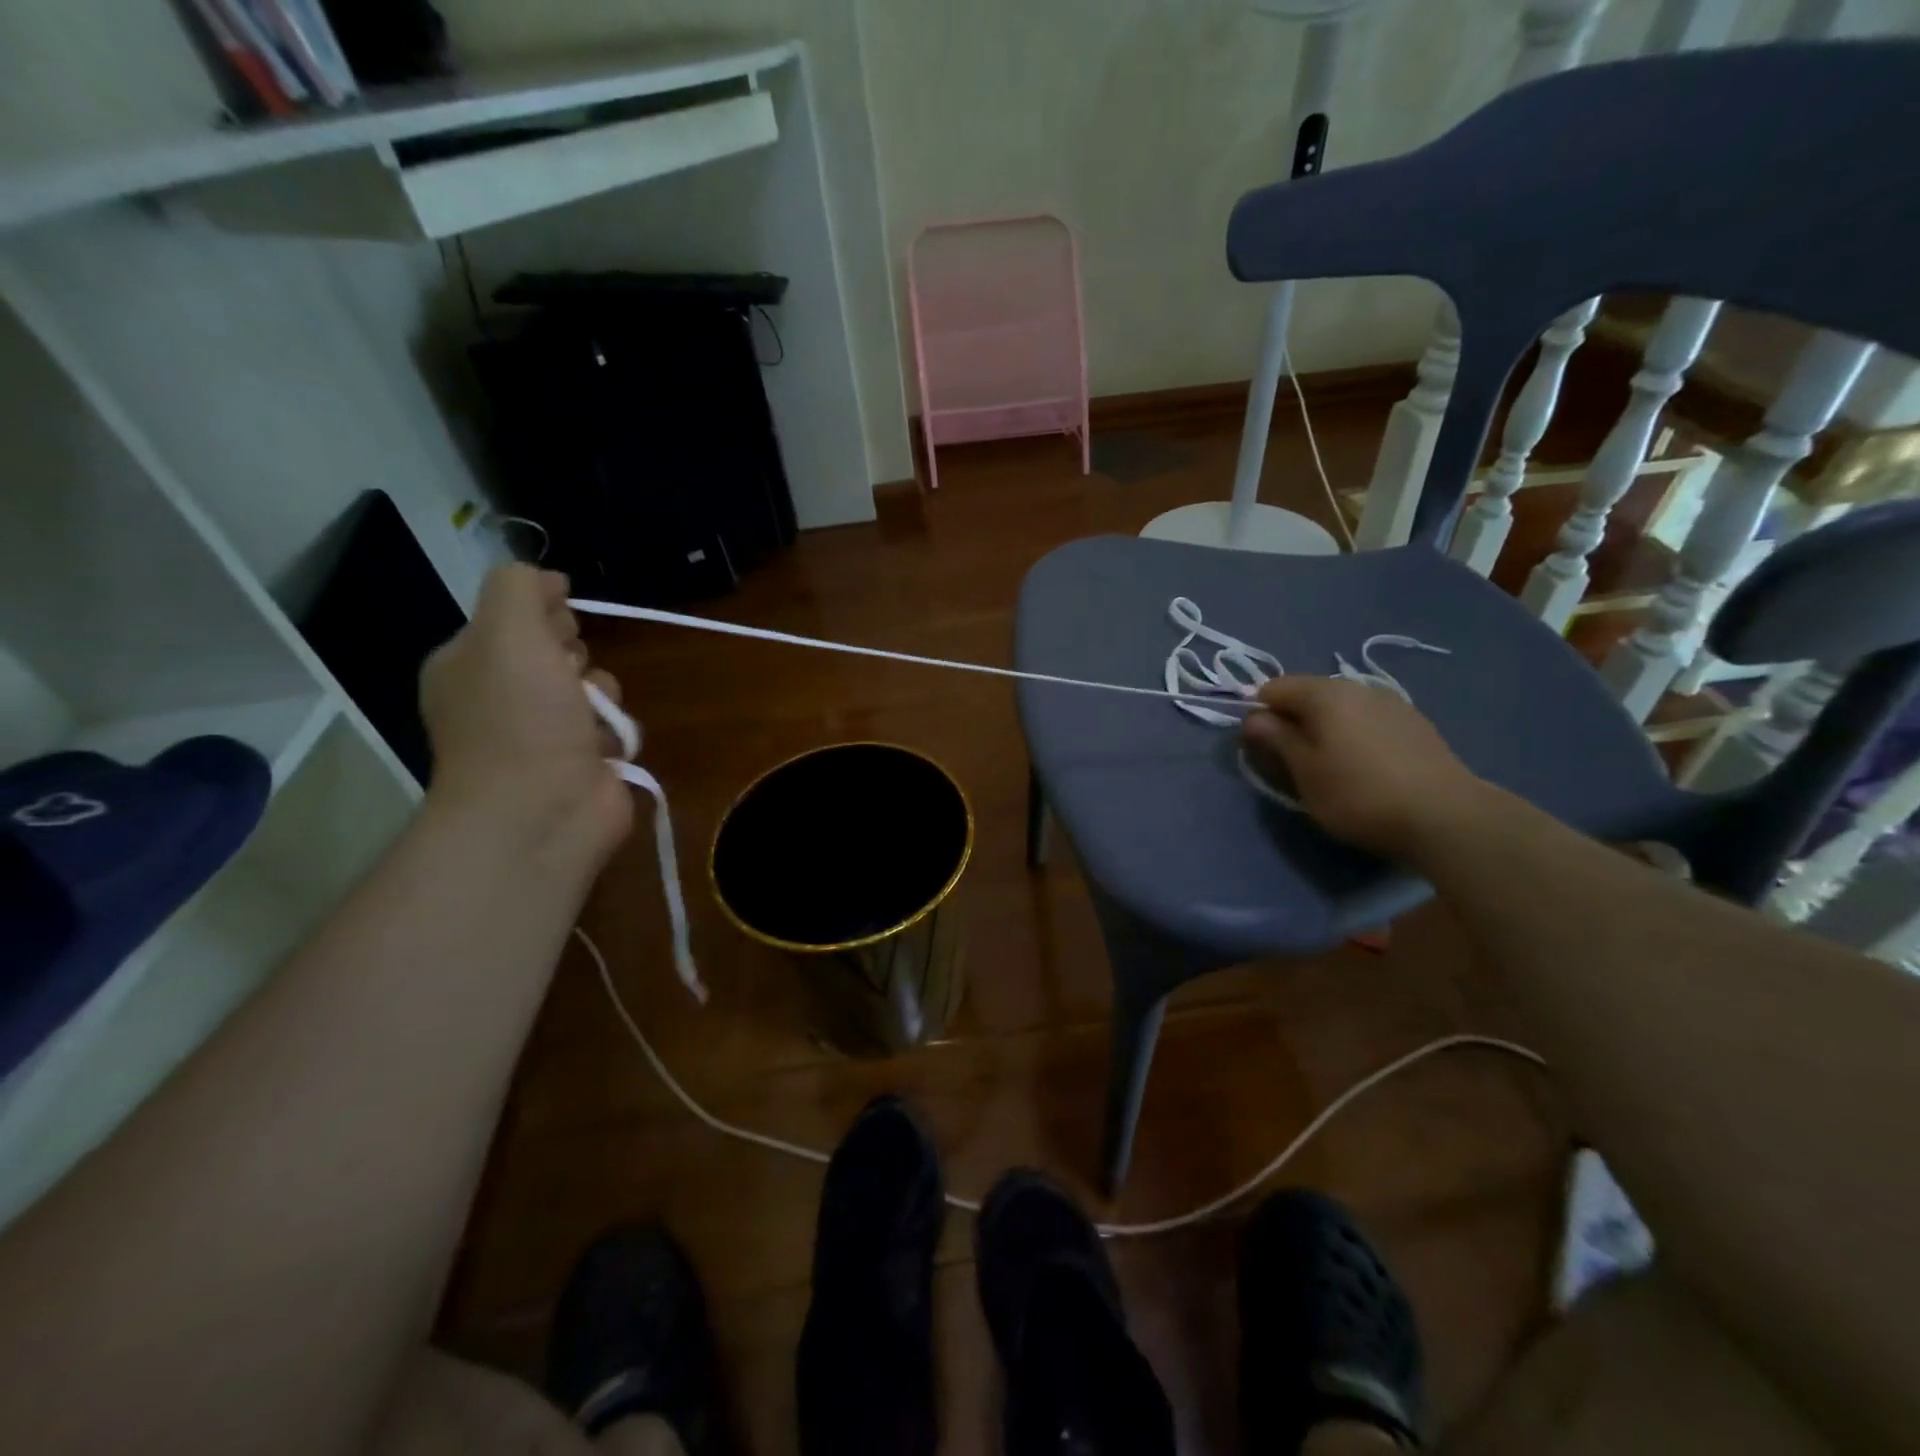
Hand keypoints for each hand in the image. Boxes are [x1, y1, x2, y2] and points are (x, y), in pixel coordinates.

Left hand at [420, 565, 632, 866]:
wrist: (543, 811)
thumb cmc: (519, 718)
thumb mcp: (508, 631)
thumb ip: (521, 588)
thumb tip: (549, 580)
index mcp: (469, 664)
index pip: (515, 616)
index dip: (544, 613)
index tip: (556, 626)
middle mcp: (503, 697)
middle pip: (559, 650)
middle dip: (576, 657)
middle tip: (569, 676)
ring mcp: (543, 735)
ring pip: (594, 688)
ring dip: (603, 696)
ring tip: (594, 718)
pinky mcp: (583, 763)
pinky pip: (614, 726)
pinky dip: (617, 731)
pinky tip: (607, 747)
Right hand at [1240, 675, 1486, 860]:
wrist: (1445, 817)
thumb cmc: (1358, 793)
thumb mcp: (1303, 771)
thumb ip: (1275, 739)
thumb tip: (1252, 718)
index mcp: (1325, 693)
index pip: (1273, 688)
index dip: (1258, 714)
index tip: (1259, 748)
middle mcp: (1358, 687)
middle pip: (1308, 694)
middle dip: (1292, 721)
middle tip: (1291, 762)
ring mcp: (1392, 703)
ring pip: (1340, 708)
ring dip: (1324, 729)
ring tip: (1329, 767)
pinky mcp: (1416, 724)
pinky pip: (1367, 721)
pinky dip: (1353, 736)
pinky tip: (1363, 768)